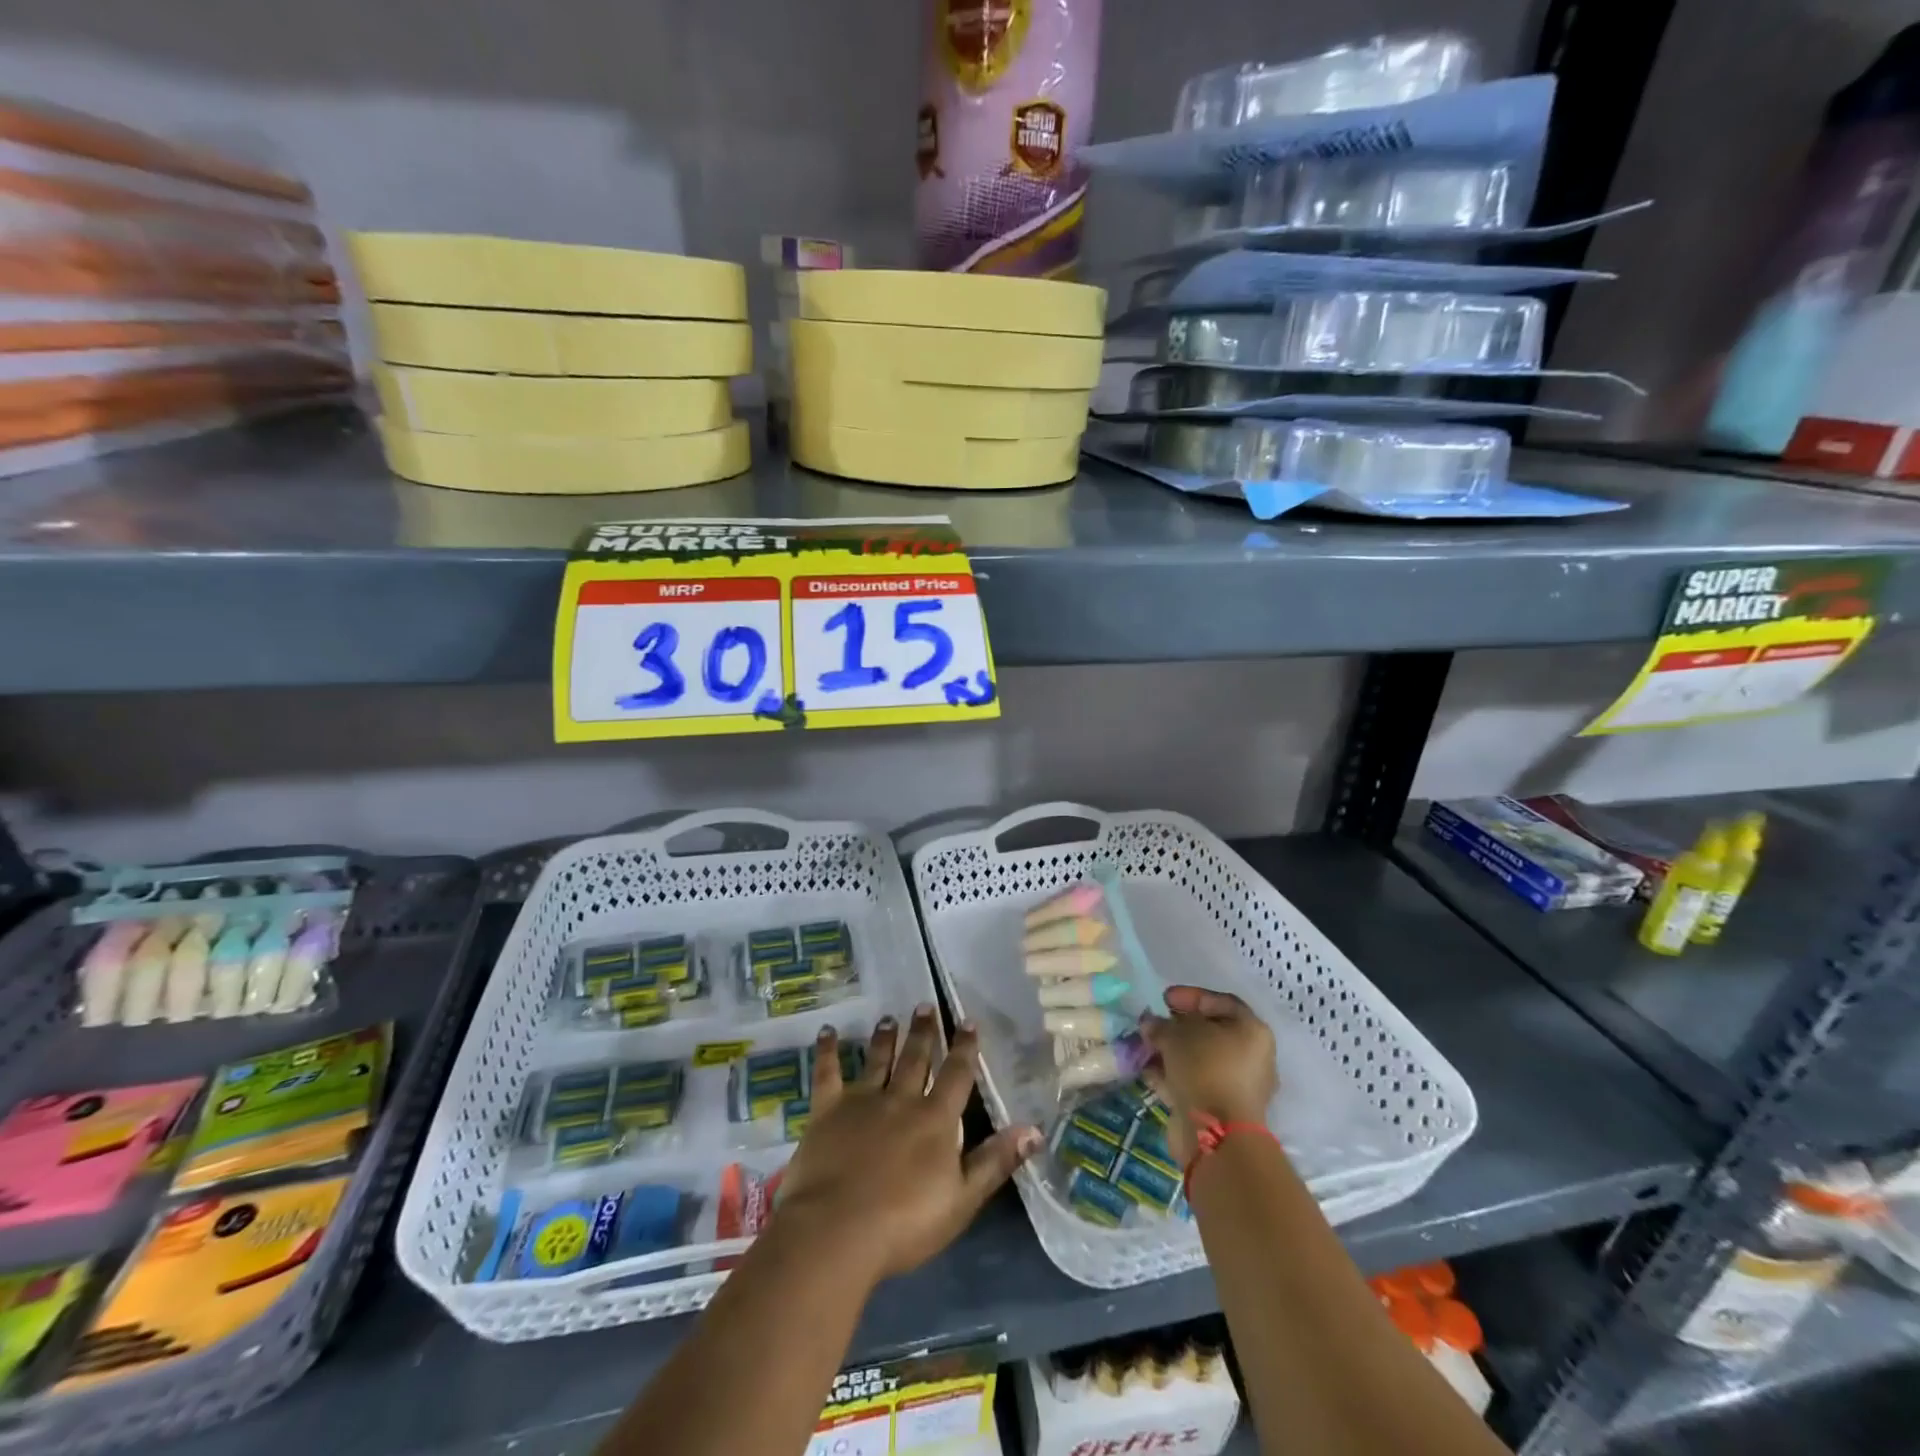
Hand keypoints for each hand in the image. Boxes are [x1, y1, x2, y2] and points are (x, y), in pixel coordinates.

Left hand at [775, 1004, 1041, 1283]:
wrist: (837, 1231)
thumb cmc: (905, 1223)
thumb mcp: (962, 1199)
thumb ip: (996, 1161)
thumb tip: (1034, 1128)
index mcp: (935, 1119)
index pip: (956, 1075)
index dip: (964, 1047)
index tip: (968, 1020)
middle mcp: (901, 1099)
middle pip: (916, 1058)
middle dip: (923, 1032)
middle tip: (925, 1005)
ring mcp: (862, 1101)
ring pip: (877, 1060)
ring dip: (885, 1037)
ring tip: (888, 1017)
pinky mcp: (828, 1110)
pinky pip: (827, 1073)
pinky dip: (827, 1050)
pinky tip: (827, 1031)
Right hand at [1140, 985, 1277, 1164]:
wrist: (1216, 1135)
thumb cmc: (1204, 1069)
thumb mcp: (1176, 1035)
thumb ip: (1161, 1024)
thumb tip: (1151, 1024)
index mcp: (1252, 1031)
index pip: (1221, 1002)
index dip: (1190, 996)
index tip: (1163, 999)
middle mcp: (1252, 1057)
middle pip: (1210, 1032)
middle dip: (1177, 1027)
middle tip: (1153, 1025)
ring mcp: (1238, 1086)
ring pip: (1200, 1060)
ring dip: (1171, 1052)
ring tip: (1145, 1049)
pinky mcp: (1223, 1110)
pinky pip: (1196, 1083)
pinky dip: (1173, 1076)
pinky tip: (1149, 1073)